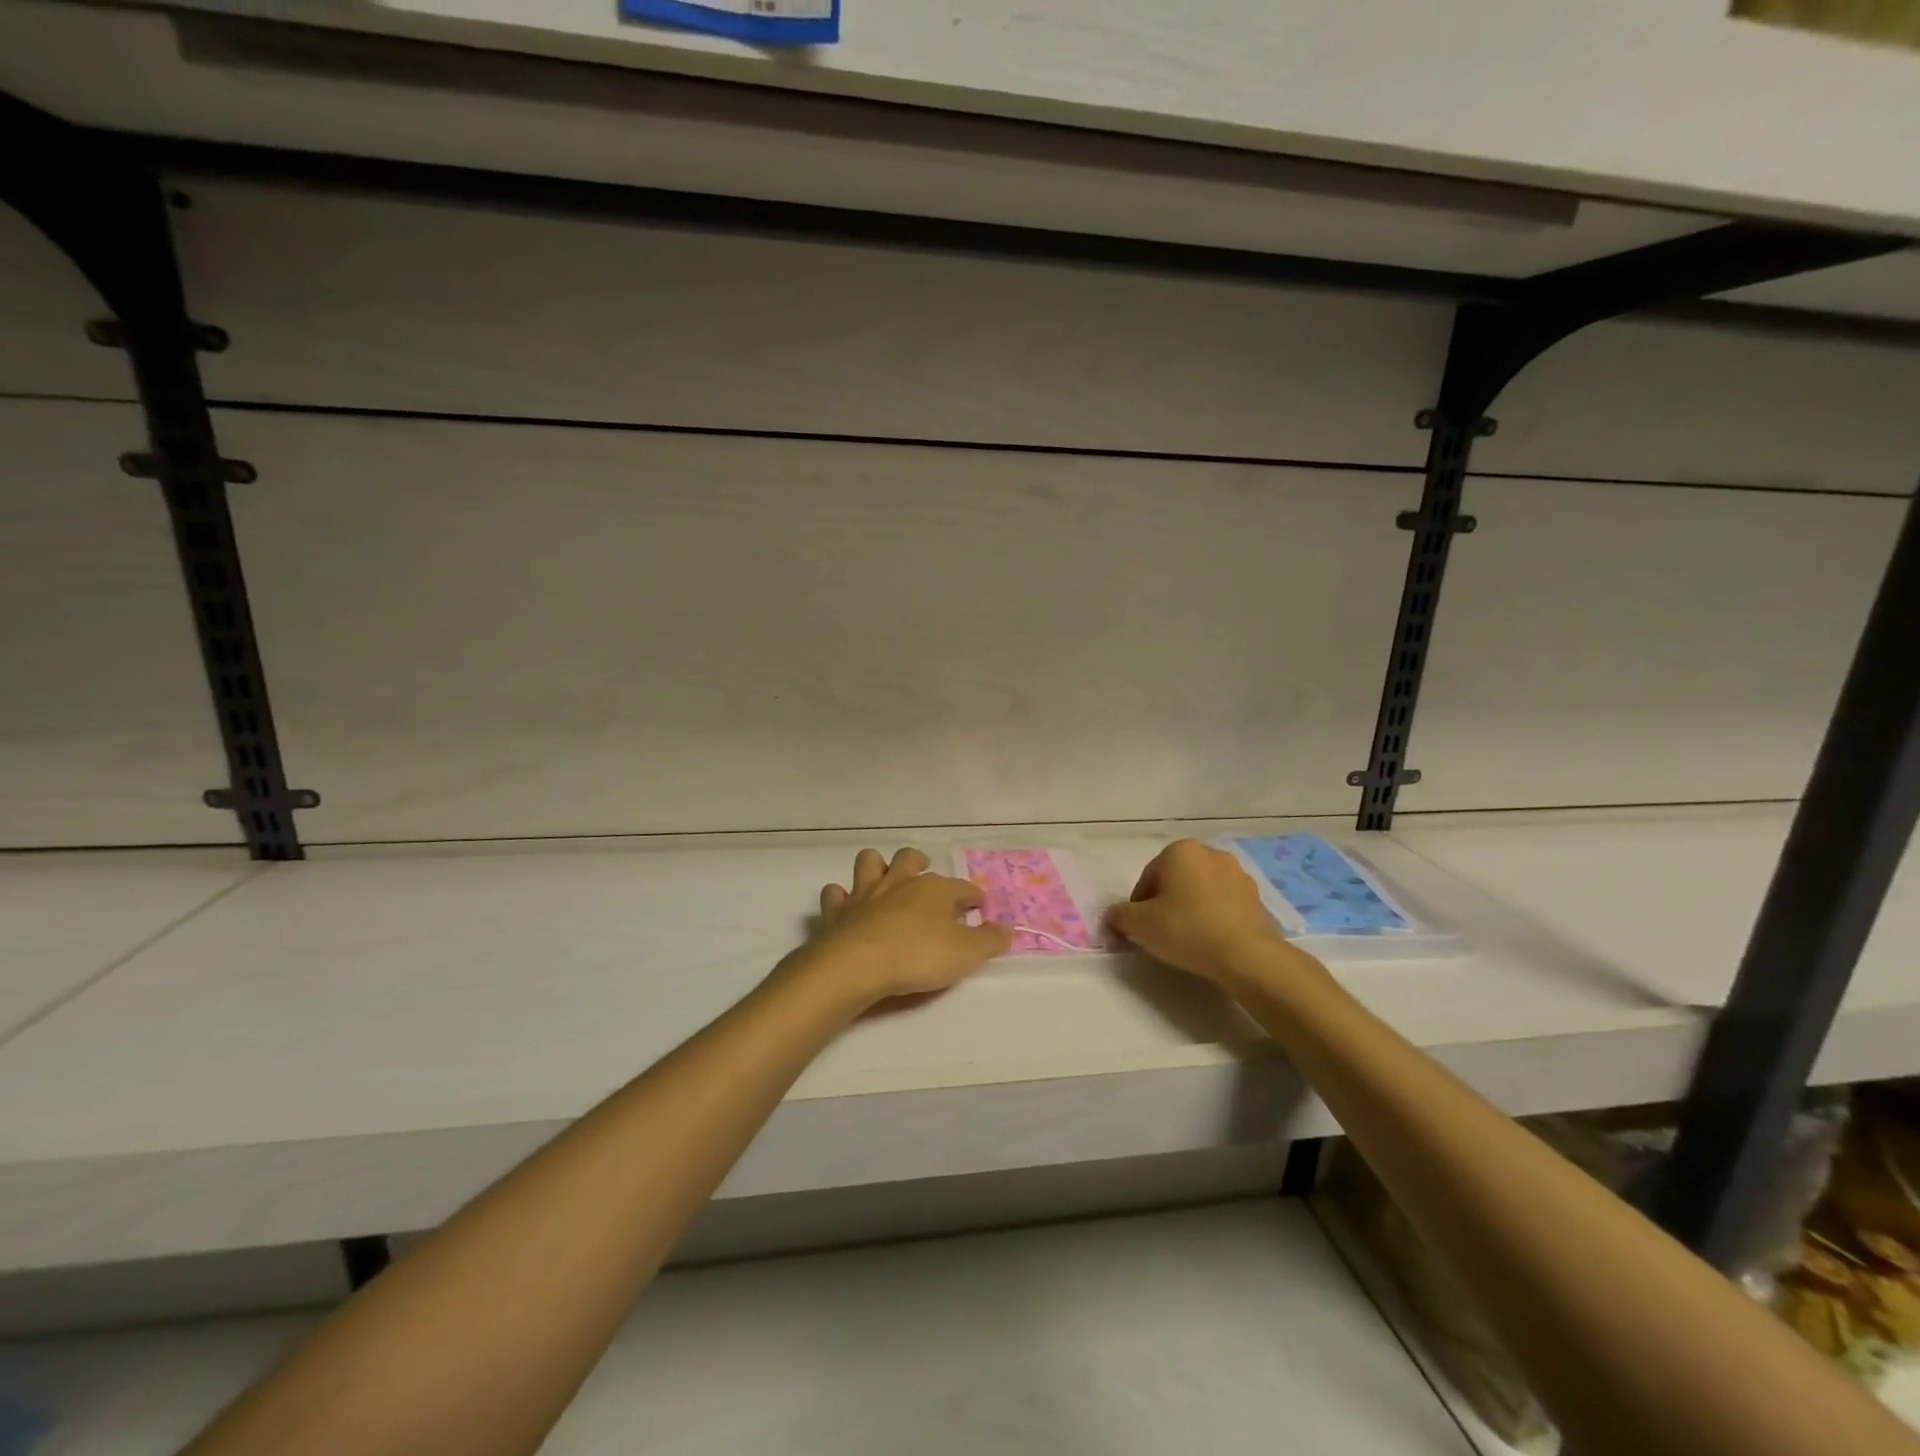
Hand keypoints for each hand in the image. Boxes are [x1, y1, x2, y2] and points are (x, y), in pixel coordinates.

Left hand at [796, 847, 1012, 1006]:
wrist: (858, 964)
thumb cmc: (918, 956)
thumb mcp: (966, 954)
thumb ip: (989, 940)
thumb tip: (1008, 928)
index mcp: (934, 890)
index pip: (961, 887)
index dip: (973, 895)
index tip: (980, 905)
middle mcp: (900, 882)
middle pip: (910, 858)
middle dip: (919, 861)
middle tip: (924, 871)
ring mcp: (865, 893)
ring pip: (869, 862)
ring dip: (876, 866)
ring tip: (883, 876)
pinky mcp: (837, 911)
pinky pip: (835, 893)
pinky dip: (840, 896)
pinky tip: (846, 905)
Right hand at [1106, 839, 1293, 987]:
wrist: (1246, 955)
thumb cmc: (1187, 930)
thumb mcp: (1139, 924)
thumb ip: (1120, 915)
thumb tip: (1115, 914)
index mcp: (1180, 850)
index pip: (1148, 878)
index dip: (1139, 905)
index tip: (1141, 928)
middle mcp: (1210, 853)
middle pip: (1175, 879)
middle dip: (1166, 902)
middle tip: (1162, 932)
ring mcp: (1237, 873)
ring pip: (1200, 889)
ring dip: (1191, 907)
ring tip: (1188, 937)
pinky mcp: (1255, 895)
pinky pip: (1223, 902)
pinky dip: (1213, 915)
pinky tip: (1210, 938)